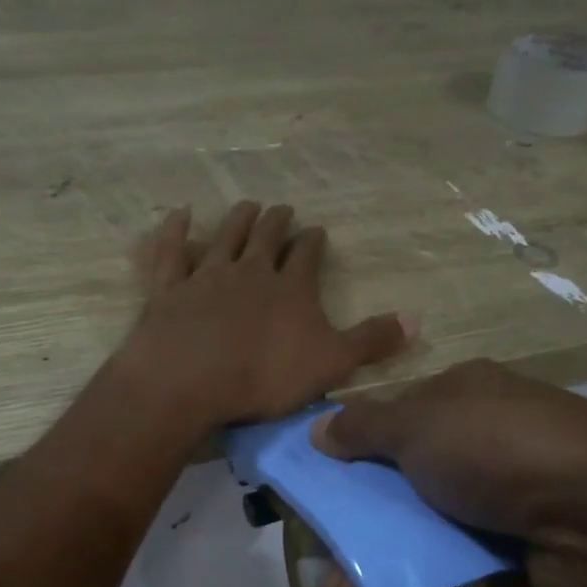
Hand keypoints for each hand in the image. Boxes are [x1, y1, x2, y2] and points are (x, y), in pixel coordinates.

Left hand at [119, 202, 413, 430]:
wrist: (190, 380)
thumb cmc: (265, 376)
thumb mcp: (331, 364)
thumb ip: (371, 341)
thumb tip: (416, 320)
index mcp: (291, 288)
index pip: (307, 256)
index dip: (313, 243)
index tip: (317, 232)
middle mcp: (250, 271)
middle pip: (266, 237)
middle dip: (277, 222)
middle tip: (283, 209)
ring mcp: (207, 276)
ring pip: (226, 237)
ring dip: (238, 220)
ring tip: (247, 206)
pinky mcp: (169, 289)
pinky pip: (172, 252)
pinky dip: (175, 231)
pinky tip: (179, 214)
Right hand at [311, 359, 586, 586]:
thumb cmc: (500, 449)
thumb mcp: (420, 424)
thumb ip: (364, 428)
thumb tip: (316, 429)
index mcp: (458, 400)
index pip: (388, 419)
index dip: (345, 447)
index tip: (306, 481)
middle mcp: (474, 447)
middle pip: (399, 479)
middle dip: (357, 511)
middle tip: (313, 543)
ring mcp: (491, 503)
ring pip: (419, 529)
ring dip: (379, 556)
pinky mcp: (503, 555)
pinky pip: (446, 569)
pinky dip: (414, 585)